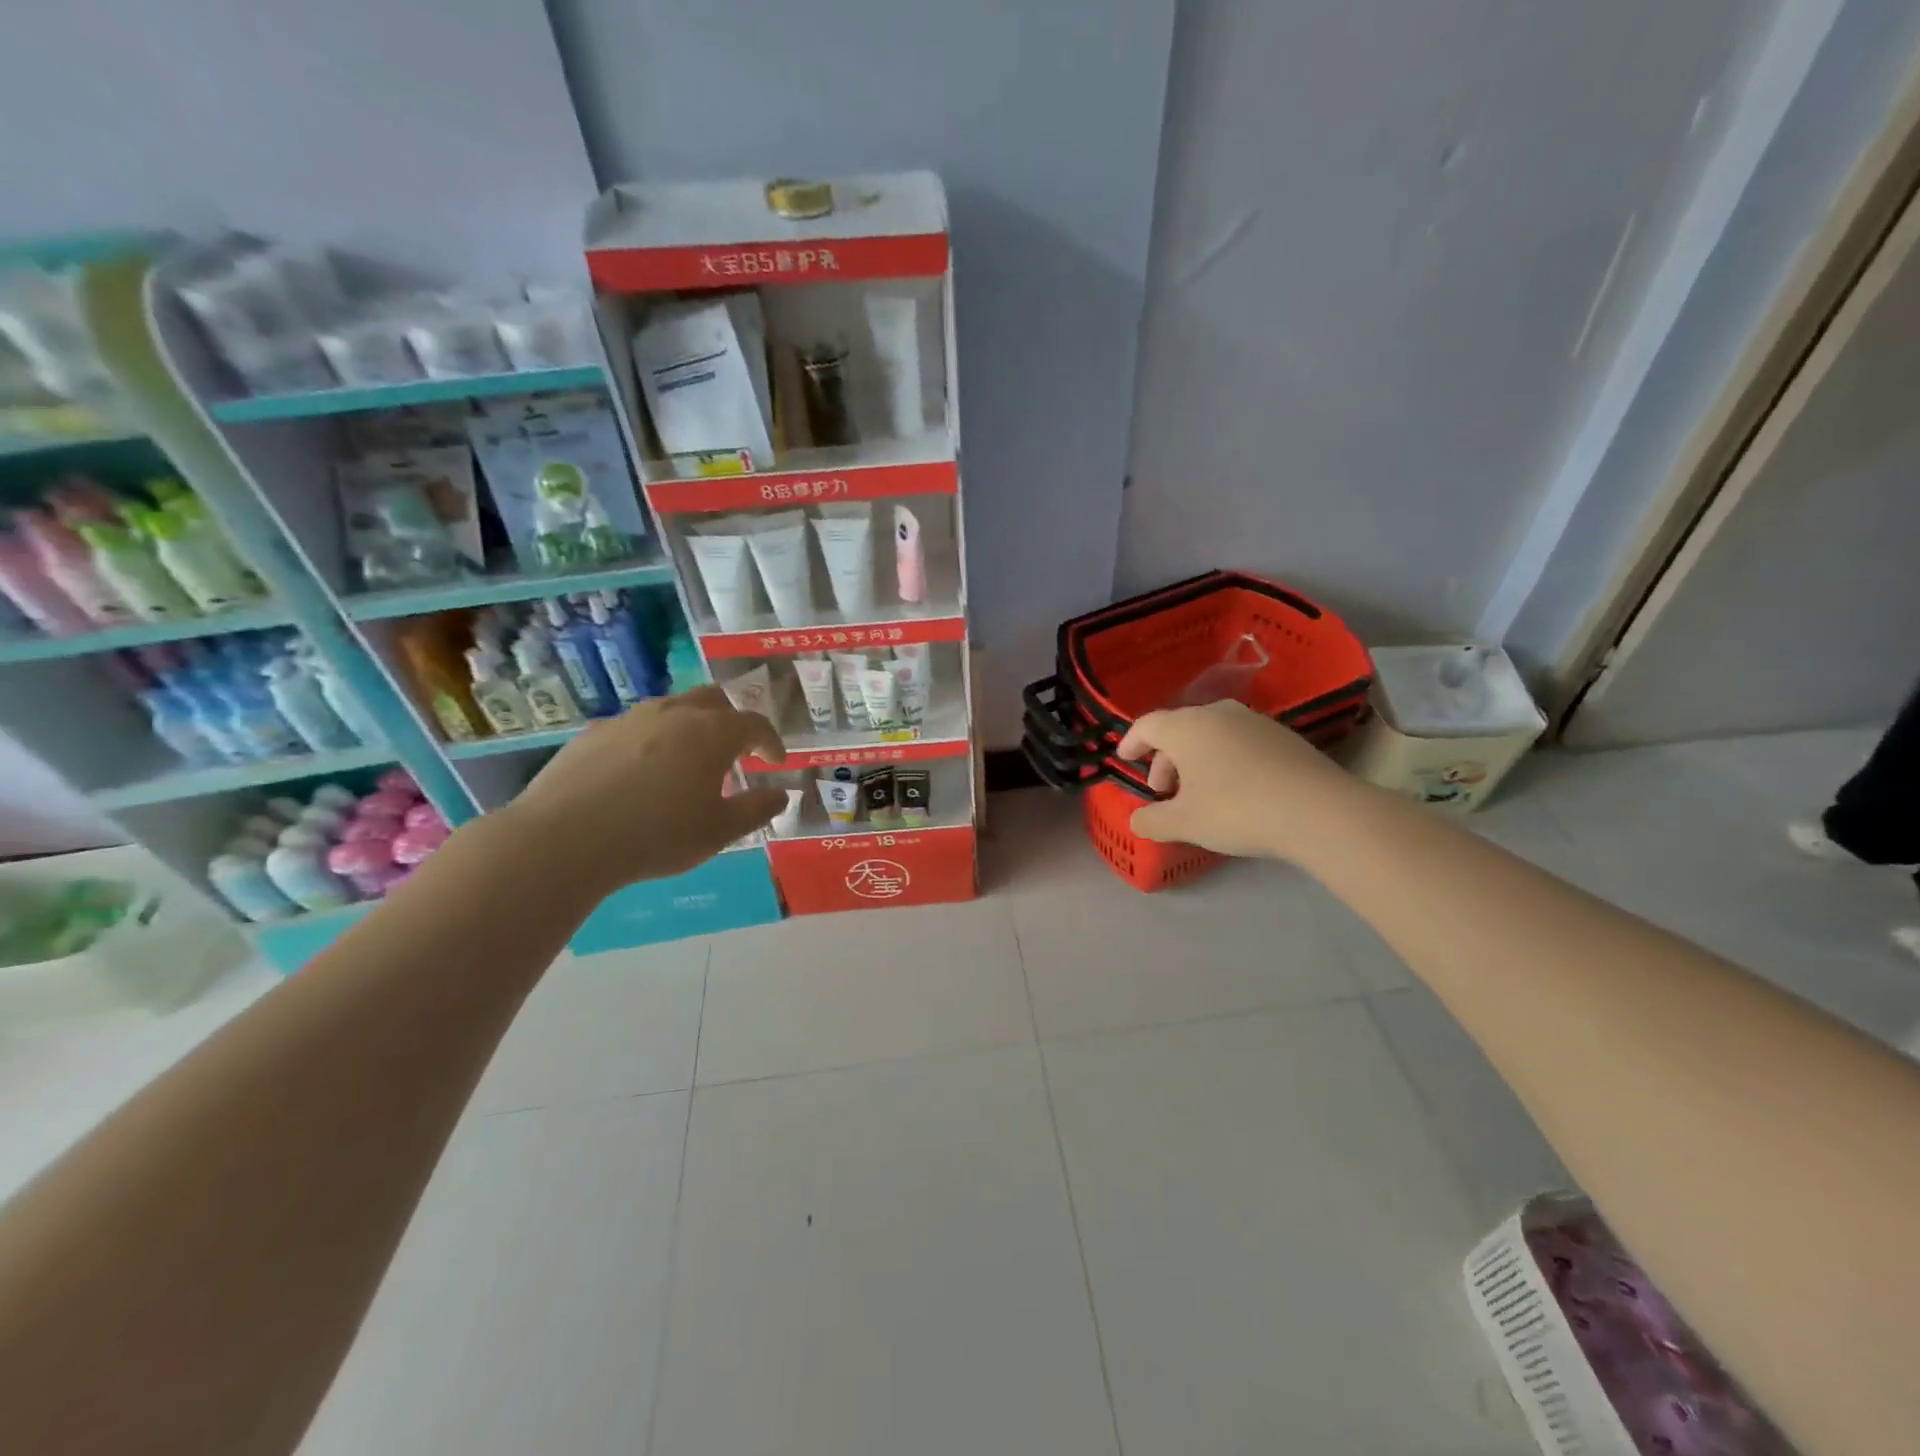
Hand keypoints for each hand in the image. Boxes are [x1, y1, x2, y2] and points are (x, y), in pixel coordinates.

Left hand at [505, 686, 787, 891]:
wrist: (565, 839)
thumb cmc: (658, 835)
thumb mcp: (719, 831)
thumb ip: (756, 809)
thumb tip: (780, 794)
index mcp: (711, 732)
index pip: (754, 723)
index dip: (770, 741)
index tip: (775, 762)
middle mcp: (674, 713)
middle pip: (713, 701)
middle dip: (731, 722)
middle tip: (735, 752)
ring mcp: (630, 719)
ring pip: (671, 709)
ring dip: (690, 728)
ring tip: (688, 762)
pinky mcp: (594, 733)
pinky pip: (635, 727)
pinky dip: (651, 741)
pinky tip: (641, 773)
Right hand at [1115, 700, 1355, 859]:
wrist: (1318, 811)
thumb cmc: (1237, 810)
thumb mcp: (1185, 823)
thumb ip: (1152, 821)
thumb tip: (1137, 820)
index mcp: (1187, 727)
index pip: (1147, 725)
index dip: (1131, 742)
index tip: (1124, 758)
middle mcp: (1218, 714)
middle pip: (1179, 729)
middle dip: (1165, 759)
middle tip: (1164, 791)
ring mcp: (1254, 721)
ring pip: (1211, 734)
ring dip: (1196, 759)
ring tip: (1199, 793)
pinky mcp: (1282, 736)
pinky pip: (1238, 741)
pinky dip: (1224, 759)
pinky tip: (1235, 789)